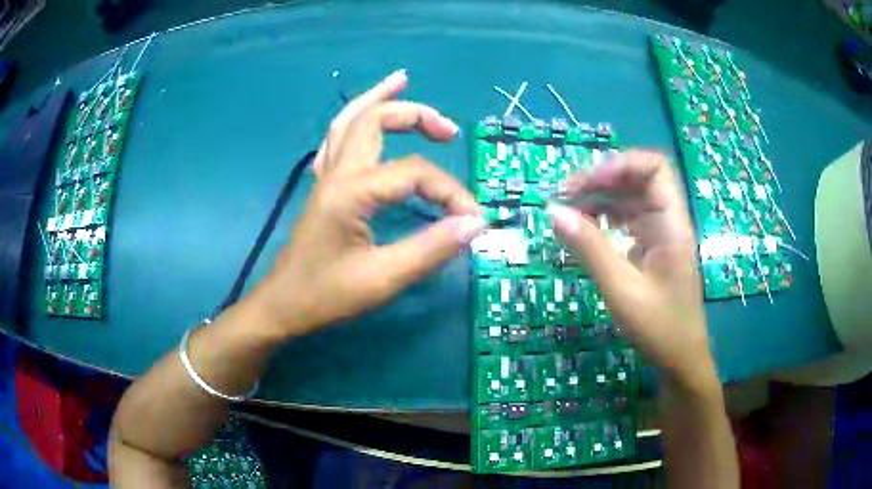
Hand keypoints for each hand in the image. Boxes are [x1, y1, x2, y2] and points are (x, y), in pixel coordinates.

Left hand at [248, 70, 484, 336]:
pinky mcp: (323, 187)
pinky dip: (355, 119)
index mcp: (352, 191)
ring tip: (401, 81)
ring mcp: (325, 176)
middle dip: (415, 115)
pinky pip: (337, 139)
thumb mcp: (383, 279)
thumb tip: (475, 224)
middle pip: (374, 120)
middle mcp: (337, 173)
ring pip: (348, 120)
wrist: (282, 306)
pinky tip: (366, 117)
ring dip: (376, 98)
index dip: (451, 192)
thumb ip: (431, 249)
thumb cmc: (326, 296)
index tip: (474, 219)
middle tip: (449, 130)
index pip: (414, 173)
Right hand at [547, 150, 715, 391]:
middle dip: (602, 179)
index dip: (620, 165)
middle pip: (638, 179)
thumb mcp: (621, 291)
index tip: (586, 183)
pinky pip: (627, 220)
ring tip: (567, 208)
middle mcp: (668, 221)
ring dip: (599, 197)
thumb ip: (590, 249)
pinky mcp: (652, 248)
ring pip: (630, 198)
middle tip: (564, 195)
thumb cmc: (660, 329)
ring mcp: (661, 234)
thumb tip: (553, 212)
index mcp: (672, 224)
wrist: (681, 360)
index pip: (654, 168)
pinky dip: (604, 217)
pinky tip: (584, 226)